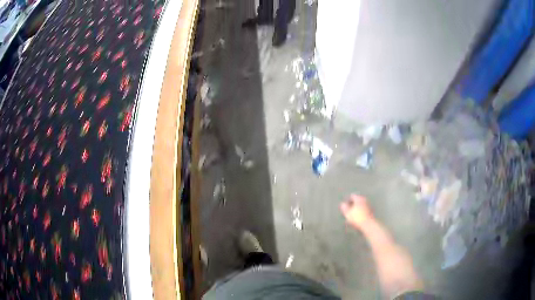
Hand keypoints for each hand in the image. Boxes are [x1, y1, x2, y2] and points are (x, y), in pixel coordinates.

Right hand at [340, 194, 373, 228]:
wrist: (368, 224)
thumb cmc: (357, 218)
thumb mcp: (347, 213)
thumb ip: (344, 207)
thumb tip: (342, 204)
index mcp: (359, 198)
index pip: (352, 196)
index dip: (347, 200)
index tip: (344, 206)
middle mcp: (364, 200)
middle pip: (357, 200)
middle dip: (352, 204)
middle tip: (348, 210)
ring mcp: (369, 205)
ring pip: (360, 205)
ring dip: (356, 209)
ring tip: (352, 215)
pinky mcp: (371, 211)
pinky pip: (364, 210)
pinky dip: (360, 212)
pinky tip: (357, 218)